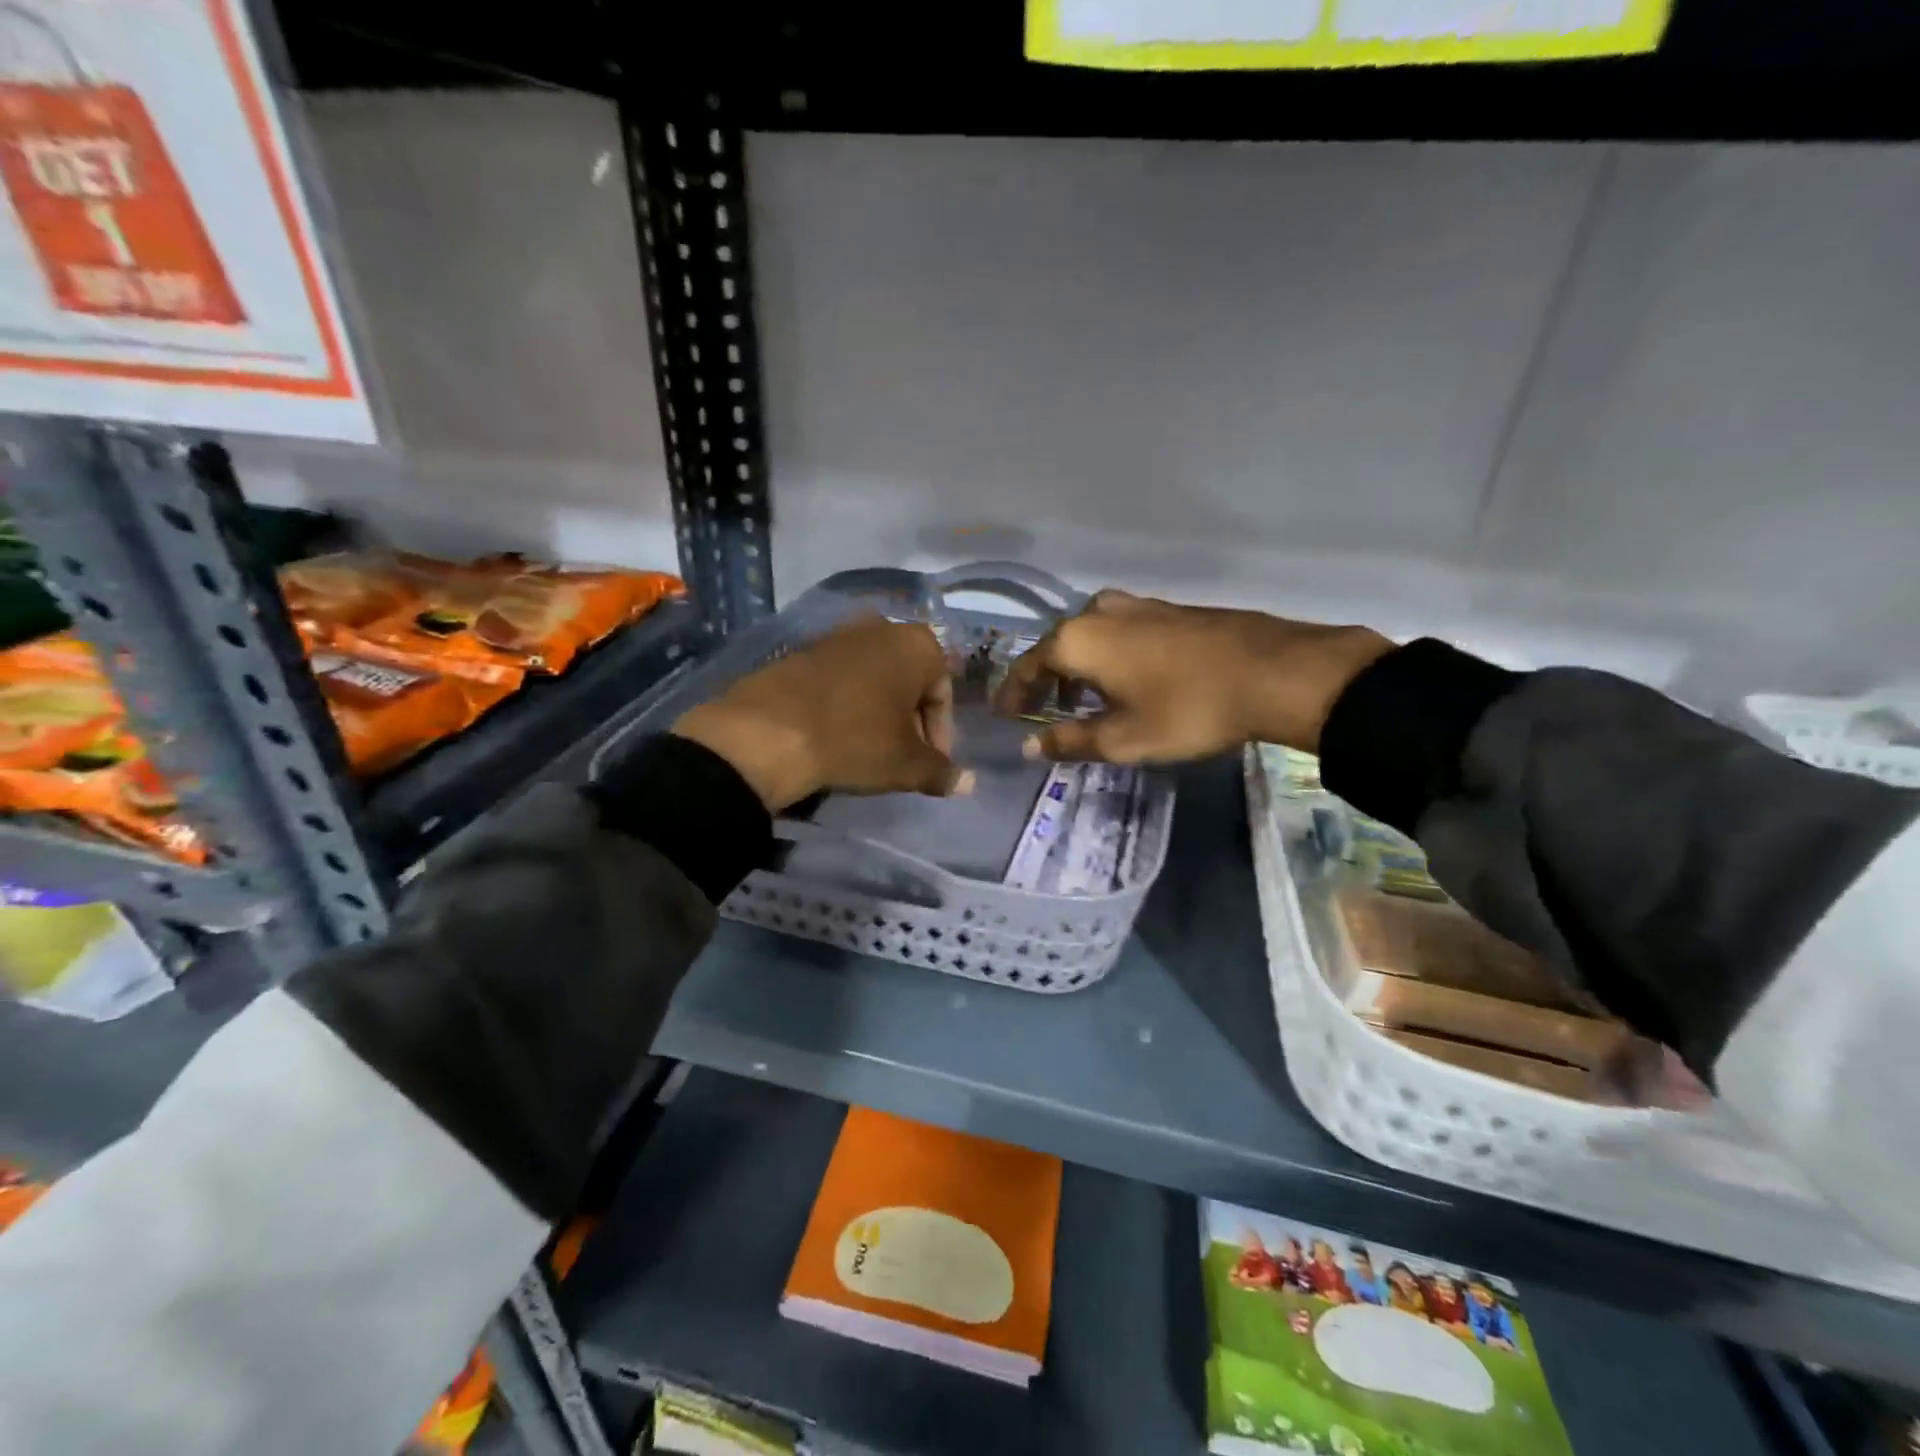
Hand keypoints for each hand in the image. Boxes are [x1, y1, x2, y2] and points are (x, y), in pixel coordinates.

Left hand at [673, 616, 968, 810]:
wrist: (768, 732)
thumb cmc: (854, 741)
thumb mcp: (905, 764)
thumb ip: (941, 772)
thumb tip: (970, 784)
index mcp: (918, 644)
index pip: (943, 695)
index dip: (941, 735)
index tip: (930, 764)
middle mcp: (882, 627)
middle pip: (910, 683)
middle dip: (911, 721)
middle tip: (903, 758)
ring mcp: (840, 634)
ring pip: (875, 680)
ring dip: (880, 713)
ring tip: (870, 749)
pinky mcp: (805, 648)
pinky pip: (842, 679)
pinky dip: (848, 704)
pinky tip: (837, 734)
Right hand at [994, 589, 1391, 761]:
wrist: (1272, 672)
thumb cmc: (1186, 709)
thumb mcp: (1122, 738)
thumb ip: (1070, 742)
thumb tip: (1030, 747)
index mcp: (1077, 640)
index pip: (1027, 666)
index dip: (1013, 694)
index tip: (1004, 715)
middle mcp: (1098, 612)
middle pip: (1056, 647)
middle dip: (1044, 680)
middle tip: (1040, 711)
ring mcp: (1135, 604)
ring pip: (1089, 636)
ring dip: (1077, 668)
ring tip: (1081, 701)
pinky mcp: (1166, 608)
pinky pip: (1117, 631)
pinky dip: (1106, 656)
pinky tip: (1123, 680)